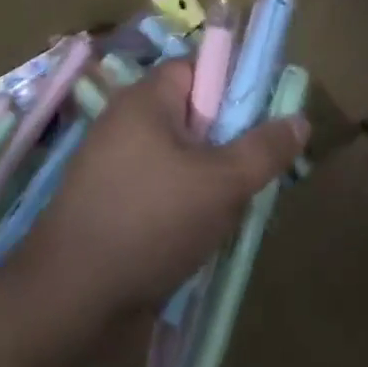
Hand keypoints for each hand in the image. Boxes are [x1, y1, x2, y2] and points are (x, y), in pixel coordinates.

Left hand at [19, 61, 307, 324]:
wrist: (69, 299)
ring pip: (178, 157)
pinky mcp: (106, 203)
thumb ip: (264, 149)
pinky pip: (157, 188)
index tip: (261, 121)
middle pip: (192, 115)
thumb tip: (299, 119)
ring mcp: (110, 165)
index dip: (234, 86)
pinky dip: (181, 204)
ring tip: (230, 211)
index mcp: (146, 100)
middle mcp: (123, 123)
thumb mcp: (223, 183)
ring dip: (208, 180)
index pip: (199, 68)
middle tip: (253, 173)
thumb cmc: (151, 222)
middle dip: (226, 142)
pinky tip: (197, 235)